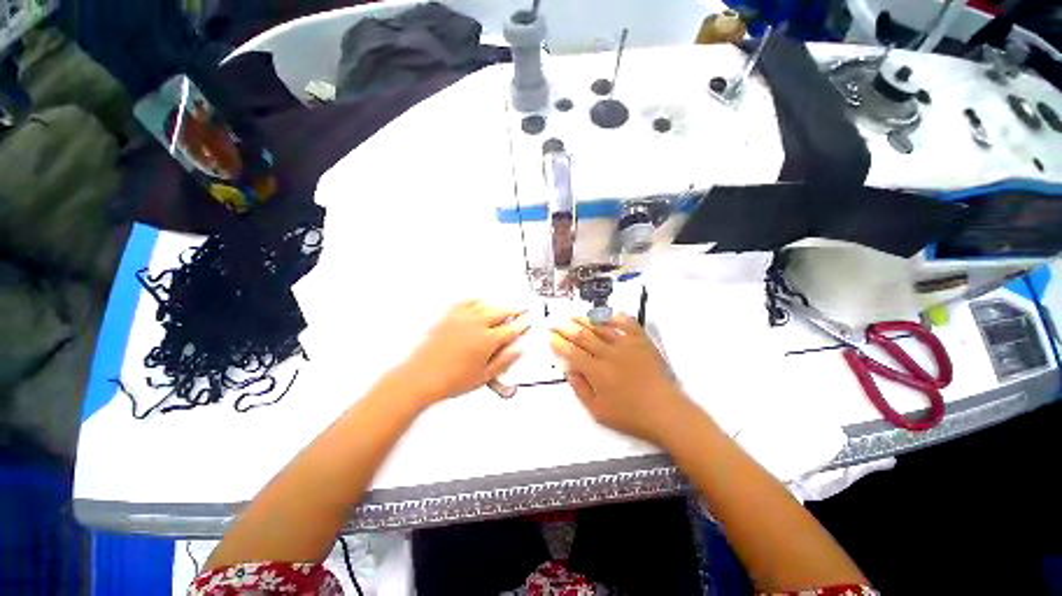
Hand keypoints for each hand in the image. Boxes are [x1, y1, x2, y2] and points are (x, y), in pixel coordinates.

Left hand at [397, 300, 529, 405]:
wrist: (420, 377)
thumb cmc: (451, 380)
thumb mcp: (484, 377)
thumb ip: (504, 362)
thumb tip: (518, 350)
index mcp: (487, 340)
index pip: (511, 329)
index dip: (522, 325)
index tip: (527, 321)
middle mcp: (476, 324)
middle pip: (500, 312)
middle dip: (513, 311)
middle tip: (519, 311)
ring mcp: (462, 318)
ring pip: (486, 305)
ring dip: (497, 306)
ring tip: (503, 307)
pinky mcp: (449, 316)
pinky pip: (466, 302)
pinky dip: (476, 300)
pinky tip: (479, 301)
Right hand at [549, 314, 690, 444]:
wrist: (666, 412)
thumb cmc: (631, 416)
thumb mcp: (598, 412)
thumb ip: (580, 390)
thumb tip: (569, 371)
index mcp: (597, 372)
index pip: (573, 353)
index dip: (560, 344)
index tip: (551, 337)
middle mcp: (609, 354)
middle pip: (584, 336)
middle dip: (567, 329)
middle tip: (557, 323)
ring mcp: (627, 345)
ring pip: (602, 327)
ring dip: (586, 320)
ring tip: (574, 316)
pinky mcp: (642, 342)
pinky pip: (628, 324)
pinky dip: (616, 317)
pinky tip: (607, 315)